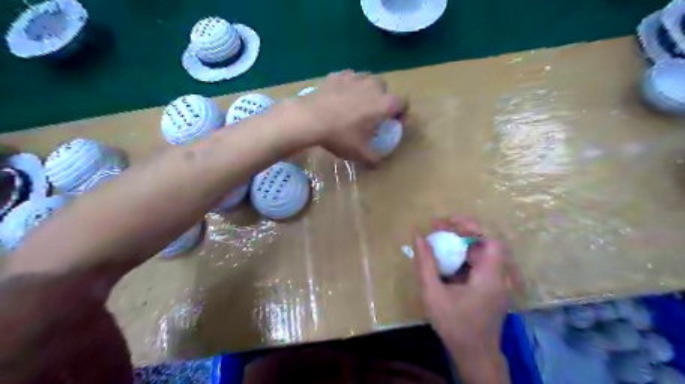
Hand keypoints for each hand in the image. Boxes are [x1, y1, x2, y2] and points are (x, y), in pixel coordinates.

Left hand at [301, 70, 405, 164]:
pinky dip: (348, 86)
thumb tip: (378, 164)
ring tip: (357, 103)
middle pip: (386, 89)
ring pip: (368, 79)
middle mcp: (373, 86)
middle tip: (373, 114)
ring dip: (367, 90)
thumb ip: (373, 159)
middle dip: (383, 99)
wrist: (310, 119)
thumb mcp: (359, 153)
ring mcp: (354, 77)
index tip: (394, 122)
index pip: (404, 102)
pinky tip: (340, 96)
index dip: (402, 112)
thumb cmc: (340, 136)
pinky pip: (349, 78)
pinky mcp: (337, 75)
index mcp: (384, 104)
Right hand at [411, 218, 512, 373]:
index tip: (449, 222)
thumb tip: (418, 237)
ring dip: (461, 243)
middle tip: (437, 227)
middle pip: (485, 243)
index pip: (491, 240)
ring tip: (438, 238)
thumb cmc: (454, 326)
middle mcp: (499, 276)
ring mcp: (497, 282)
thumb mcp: (433, 295)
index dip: (472, 226)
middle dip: (461, 231)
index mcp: (490, 277)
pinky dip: (463, 256)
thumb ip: (425, 265)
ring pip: (481, 253)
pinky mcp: (492, 287)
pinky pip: (479, 264)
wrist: (475, 355)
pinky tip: (446, 258)